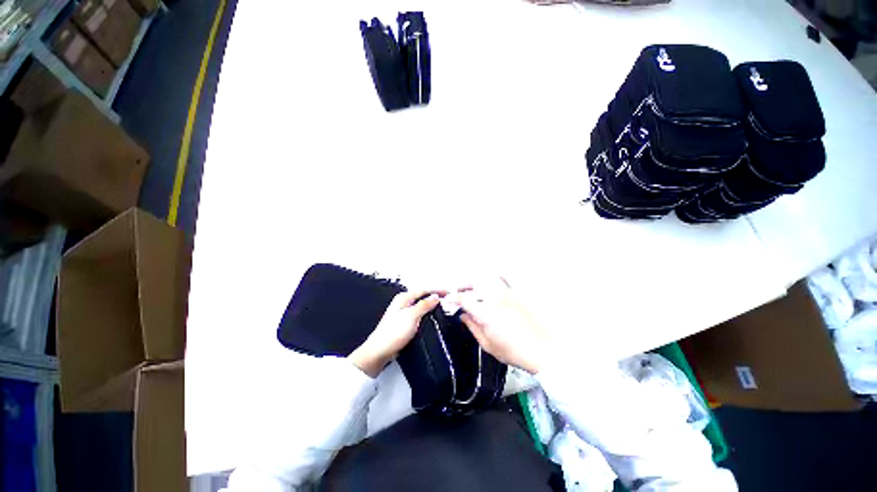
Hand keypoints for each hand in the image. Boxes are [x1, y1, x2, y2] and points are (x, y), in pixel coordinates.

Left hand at [348, 290, 443, 377]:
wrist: (380, 351)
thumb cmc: (391, 334)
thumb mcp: (411, 316)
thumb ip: (424, 305)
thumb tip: (435, 297)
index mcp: (403, 298)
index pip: (424, 290)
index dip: (437, 290)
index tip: (448, 293)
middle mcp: (403, 303)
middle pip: (423, 296)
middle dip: (435, 296)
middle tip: (447, 299)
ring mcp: (403, 313)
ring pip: (421, 305)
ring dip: (432, 306)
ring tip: (443, 307)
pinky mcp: (404, 323)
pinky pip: (419, 315)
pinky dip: (427, 314)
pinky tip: (432, 319)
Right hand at [455, 279, 548, 373]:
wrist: (542, 351)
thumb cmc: (515, 352)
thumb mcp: (488, 345)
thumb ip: (473, 327)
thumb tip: (463, 317)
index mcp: (486, 314)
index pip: (464, 299)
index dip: (454, 298)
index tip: (450, 299)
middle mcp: (496, 300)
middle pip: (475, 284)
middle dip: (464, 286)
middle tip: (460, 292)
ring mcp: (509, 295)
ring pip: (489, 279)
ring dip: (479, 282)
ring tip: (476, 288)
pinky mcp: (520, 295)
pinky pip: (507, 279)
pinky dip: (499, 277)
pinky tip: (496, 278)